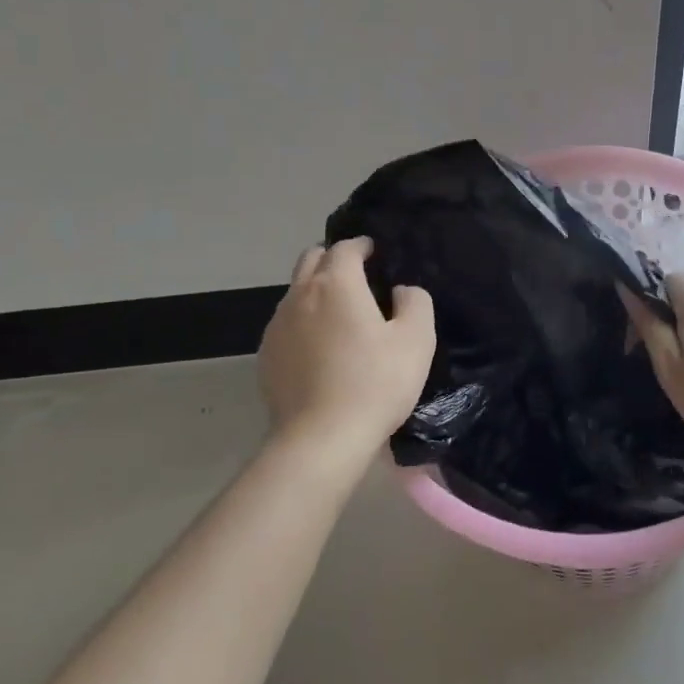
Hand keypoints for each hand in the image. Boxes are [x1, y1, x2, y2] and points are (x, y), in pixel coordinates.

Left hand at [258, 237, 434, 460]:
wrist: (322, 438)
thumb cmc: (375, 383)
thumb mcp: (416, 340)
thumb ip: (415, 302)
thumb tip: (402, 290)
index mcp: (336, 284)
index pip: (345, 248)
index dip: (362, 246)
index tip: (376, 253)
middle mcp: (300, 295)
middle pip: (311, 259)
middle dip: (333, 260)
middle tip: (357, 276)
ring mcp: (277, 326)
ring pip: (296, 292)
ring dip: (316, 291)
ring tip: (340, 315)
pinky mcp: (266, 356)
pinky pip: (286, 324)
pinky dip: (304, 322)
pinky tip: (320, 349)